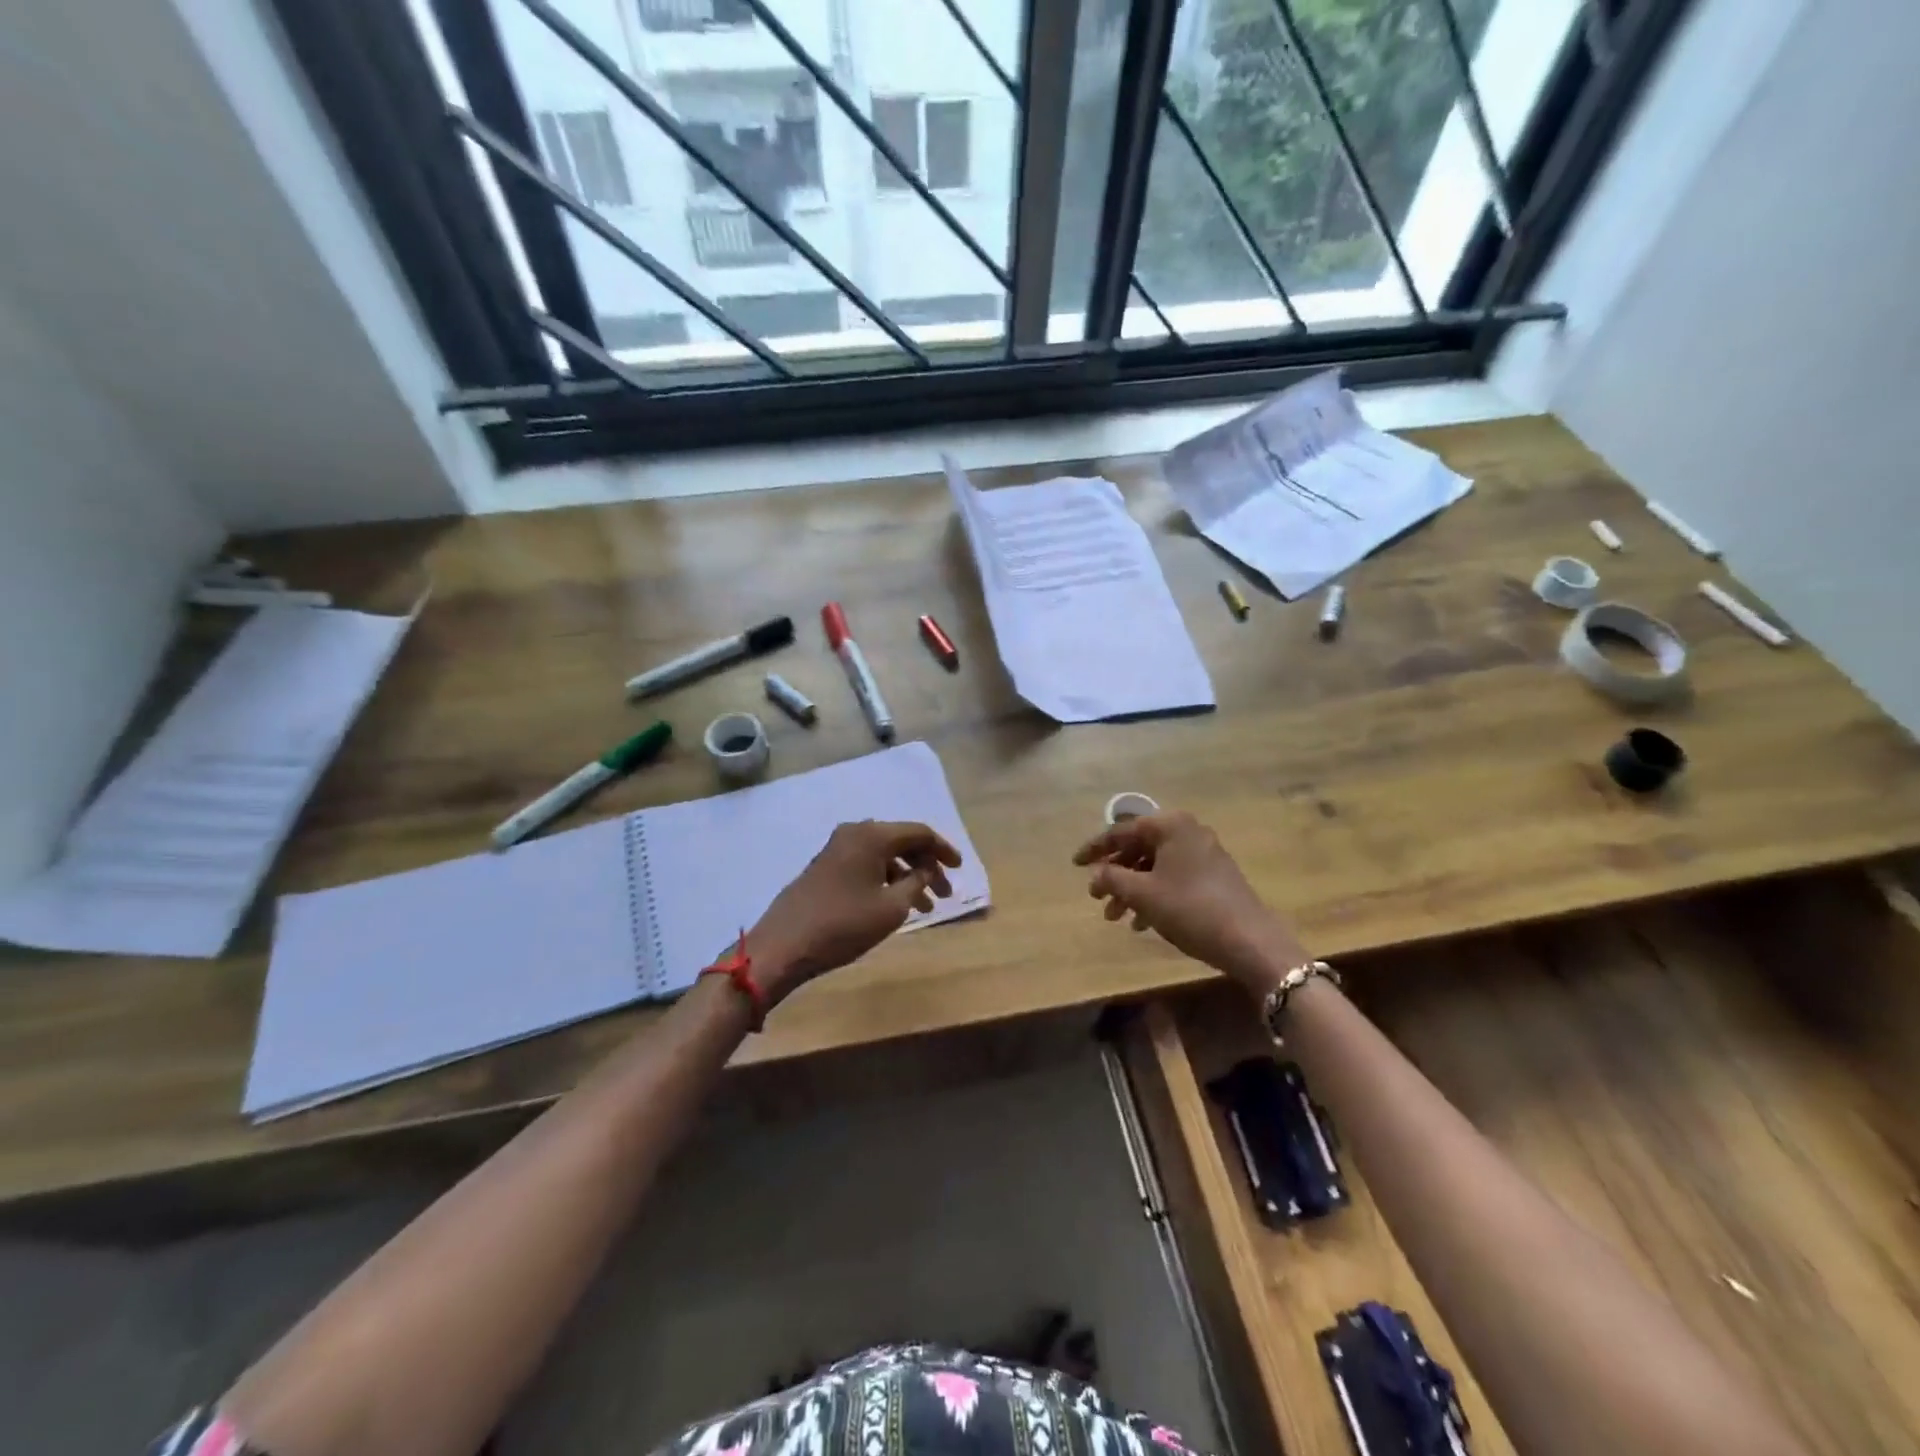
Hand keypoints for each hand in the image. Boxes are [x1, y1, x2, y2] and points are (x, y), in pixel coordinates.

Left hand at [747, 820, 961, 1003]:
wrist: (784, 945)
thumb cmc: (843, 925)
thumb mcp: (891, 908)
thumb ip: (916, 884)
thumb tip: (926, 870)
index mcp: (872, 835)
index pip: (919, 832)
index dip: (943, 850)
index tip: (960, 869)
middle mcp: (854, 833)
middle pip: (901, 841)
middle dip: (926, 866)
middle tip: (944, 893)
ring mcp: (836, 849)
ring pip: (883, 855)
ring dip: (907, 876)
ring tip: (925, 906)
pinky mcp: (825, 867)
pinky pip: (866, 865)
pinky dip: (886, 880)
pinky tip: (895, 904)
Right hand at [1073, 811, 1304, 992]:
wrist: (1250, 941)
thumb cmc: (1190, 909)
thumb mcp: (1143, 894)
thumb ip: (1112, 878)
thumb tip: (1094, 874)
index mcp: (1171, 826)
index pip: (1122, 830)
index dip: (1095, 849)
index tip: (1074, 864)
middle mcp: (1188, 832)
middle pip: (1139, 847)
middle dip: (1115, 873)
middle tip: (1096, 896)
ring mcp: (1204, 854)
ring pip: (1155, 866)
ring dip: (1132, 888)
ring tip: (1115, 917)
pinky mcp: (1214, 876)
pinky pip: (1173, 877)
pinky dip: (1153, 894)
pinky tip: (1142, 923)